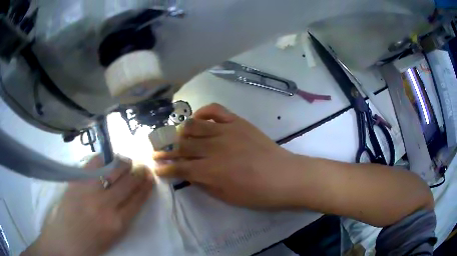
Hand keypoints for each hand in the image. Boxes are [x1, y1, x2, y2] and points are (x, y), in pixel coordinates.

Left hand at [22, 156, 154, 255]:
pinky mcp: (76, 181)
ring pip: (112, 170)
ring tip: (128, 160)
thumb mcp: (113, 237)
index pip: (138, 199)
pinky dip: (103, 158)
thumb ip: (123, 218)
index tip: (151, 178)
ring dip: (124, 163)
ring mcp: (89, 191)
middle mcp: (106, 205)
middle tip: (143, 166)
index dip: (146, 186)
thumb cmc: (90, 244)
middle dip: (139, 172)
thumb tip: (131, 198)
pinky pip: (93, 164)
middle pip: (128, 183)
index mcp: (117, 223)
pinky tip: (108, 157)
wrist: (64, 240)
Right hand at [154, 103, 300, 208]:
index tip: (157, 167)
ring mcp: (225, 131)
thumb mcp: (226, 196)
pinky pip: (215, 110)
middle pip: (182, 145)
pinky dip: (203, 112)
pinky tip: (198, 118)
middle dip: (166, 149)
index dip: (165, 168)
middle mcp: (213, 148)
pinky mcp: (237, 122)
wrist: (284, 176)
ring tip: (177, 136)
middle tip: (158, 150)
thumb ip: (204, 183)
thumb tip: (188, 174)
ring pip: (194, 126)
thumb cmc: (257, 193)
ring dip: (181, 131)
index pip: (179, 168)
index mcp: (210, 171)